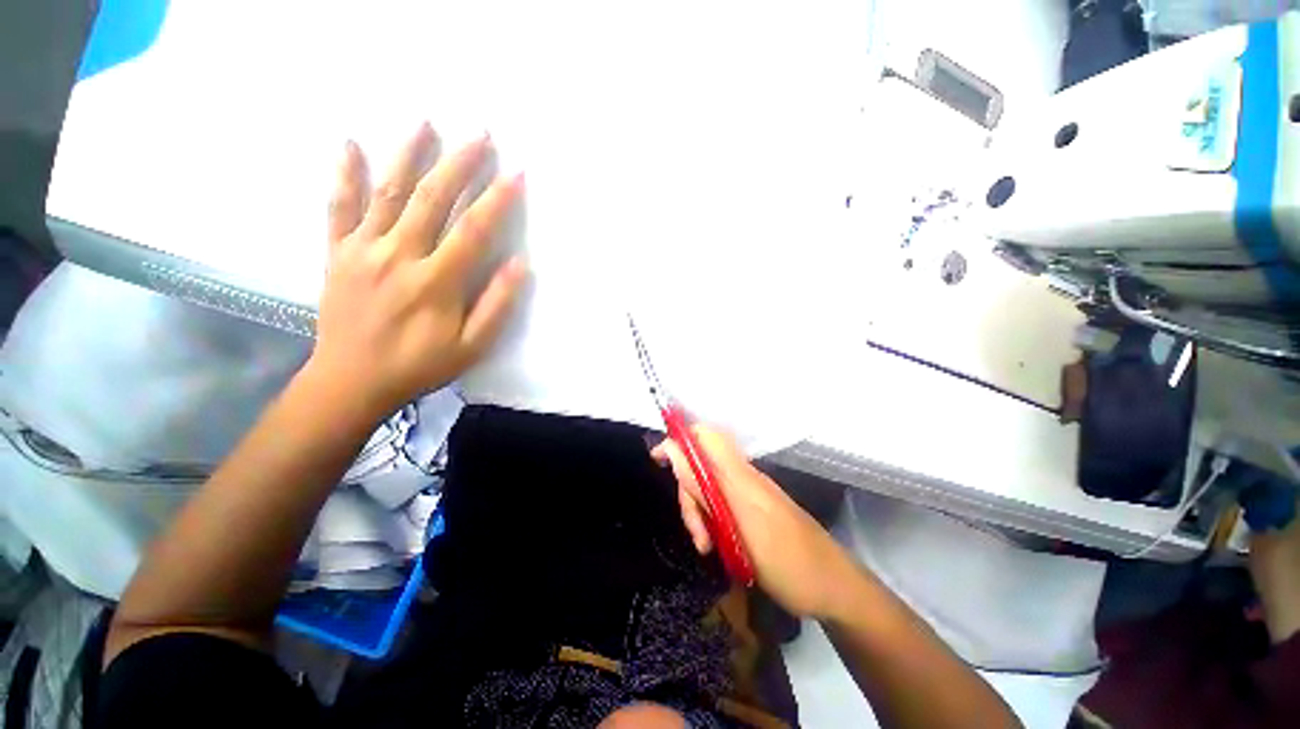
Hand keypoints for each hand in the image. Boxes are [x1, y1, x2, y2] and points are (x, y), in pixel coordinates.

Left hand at [307, 123, 526, 417]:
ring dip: (408, 155)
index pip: (473, 230)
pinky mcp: (337, 253)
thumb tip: (520, 266)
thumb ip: (496, 305)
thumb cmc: (420, 366)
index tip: (516, 175)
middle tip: (479, 134)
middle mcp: (398, 255)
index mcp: (435, 281)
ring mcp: (362, 250)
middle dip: (459, 164)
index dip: (497, 200)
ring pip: (387, 192)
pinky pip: (339, 207)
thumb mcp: (471, 347)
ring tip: (425, 123)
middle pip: (431, 199)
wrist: (351, 381)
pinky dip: (345, 175)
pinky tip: (351, 144)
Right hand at [653, 427, 861, 619]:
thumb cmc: (789, 561)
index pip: (705, 437)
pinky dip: (713, 523)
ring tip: (708, 548)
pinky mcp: (753, 510)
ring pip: (708, 490)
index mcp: (740, 475)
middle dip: (689, 496)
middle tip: (697, 536)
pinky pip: (721, 506)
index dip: (679, 440)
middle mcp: (743, 478)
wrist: (835, 589)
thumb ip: (706, 487)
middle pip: (701, 468)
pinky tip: (718, 546)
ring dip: (700, 515)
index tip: (657, 461)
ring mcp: (749, 494)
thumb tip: (675, 450)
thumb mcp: (739, 527)